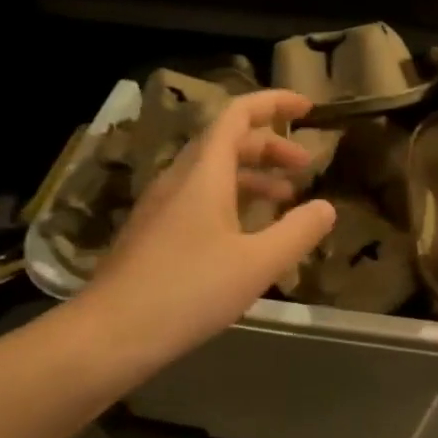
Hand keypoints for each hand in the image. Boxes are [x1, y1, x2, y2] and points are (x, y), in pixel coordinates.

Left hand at [86, 89, 337, 358]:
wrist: (110, 333)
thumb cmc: (188, 291)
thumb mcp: (256, 264)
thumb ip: (298, 232)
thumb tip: (327, 207)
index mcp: (203, 172)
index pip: (238, 114)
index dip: (274, 104)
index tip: (308, 109)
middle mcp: (178, 179)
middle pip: (227, 142)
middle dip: (270, 146)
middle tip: (306, 167)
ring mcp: (161, 206)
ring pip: (212, 173)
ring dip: (252, 176)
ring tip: (285, 198)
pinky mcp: (153, 233)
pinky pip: (198, 198)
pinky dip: (231, 201)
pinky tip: (246, 235)